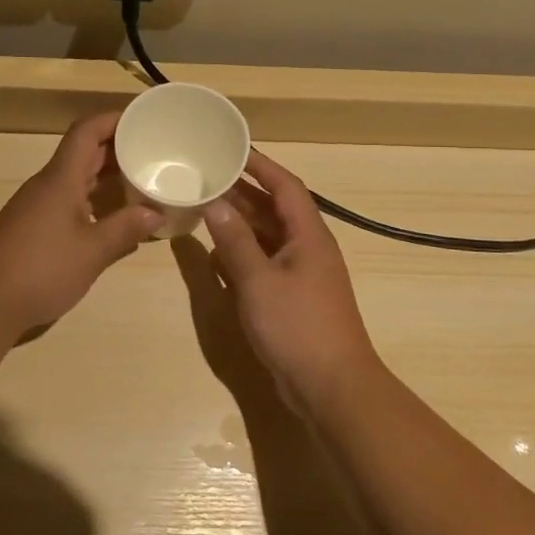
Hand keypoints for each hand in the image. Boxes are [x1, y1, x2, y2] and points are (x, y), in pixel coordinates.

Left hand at [0, 111, 160, 340]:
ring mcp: (36, 206)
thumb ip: (125, 229)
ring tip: (141, 181)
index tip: (144, 118)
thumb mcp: (92, 251)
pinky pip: (68, 200)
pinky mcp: (32, 228)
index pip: (86, 131)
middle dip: (117, 147)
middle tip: (154, 151)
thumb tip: (156, 213)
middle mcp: (46, 185)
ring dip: (106, 175)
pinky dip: (93, 200)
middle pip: (83, 152)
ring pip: (76, 178)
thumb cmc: (41, 270)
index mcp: (60, 179)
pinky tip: (112, 219)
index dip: (114, 118)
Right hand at [201, 150, 384, 410]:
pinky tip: (216, 252)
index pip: (285, 186)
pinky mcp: (291, 297)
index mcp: (308, 235)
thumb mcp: (258, 281)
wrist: (331, 386)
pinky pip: (263, 263)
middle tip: (206, 175)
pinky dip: (241, 254)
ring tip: (204, 206)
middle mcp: (306, 248)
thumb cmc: (298, 327)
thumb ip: (234, 241)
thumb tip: (214, 203)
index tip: (231, 148)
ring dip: (239, 222)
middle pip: (274, 209)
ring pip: (267, 237)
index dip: (260, 164)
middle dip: (242, 192)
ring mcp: (300, 274)